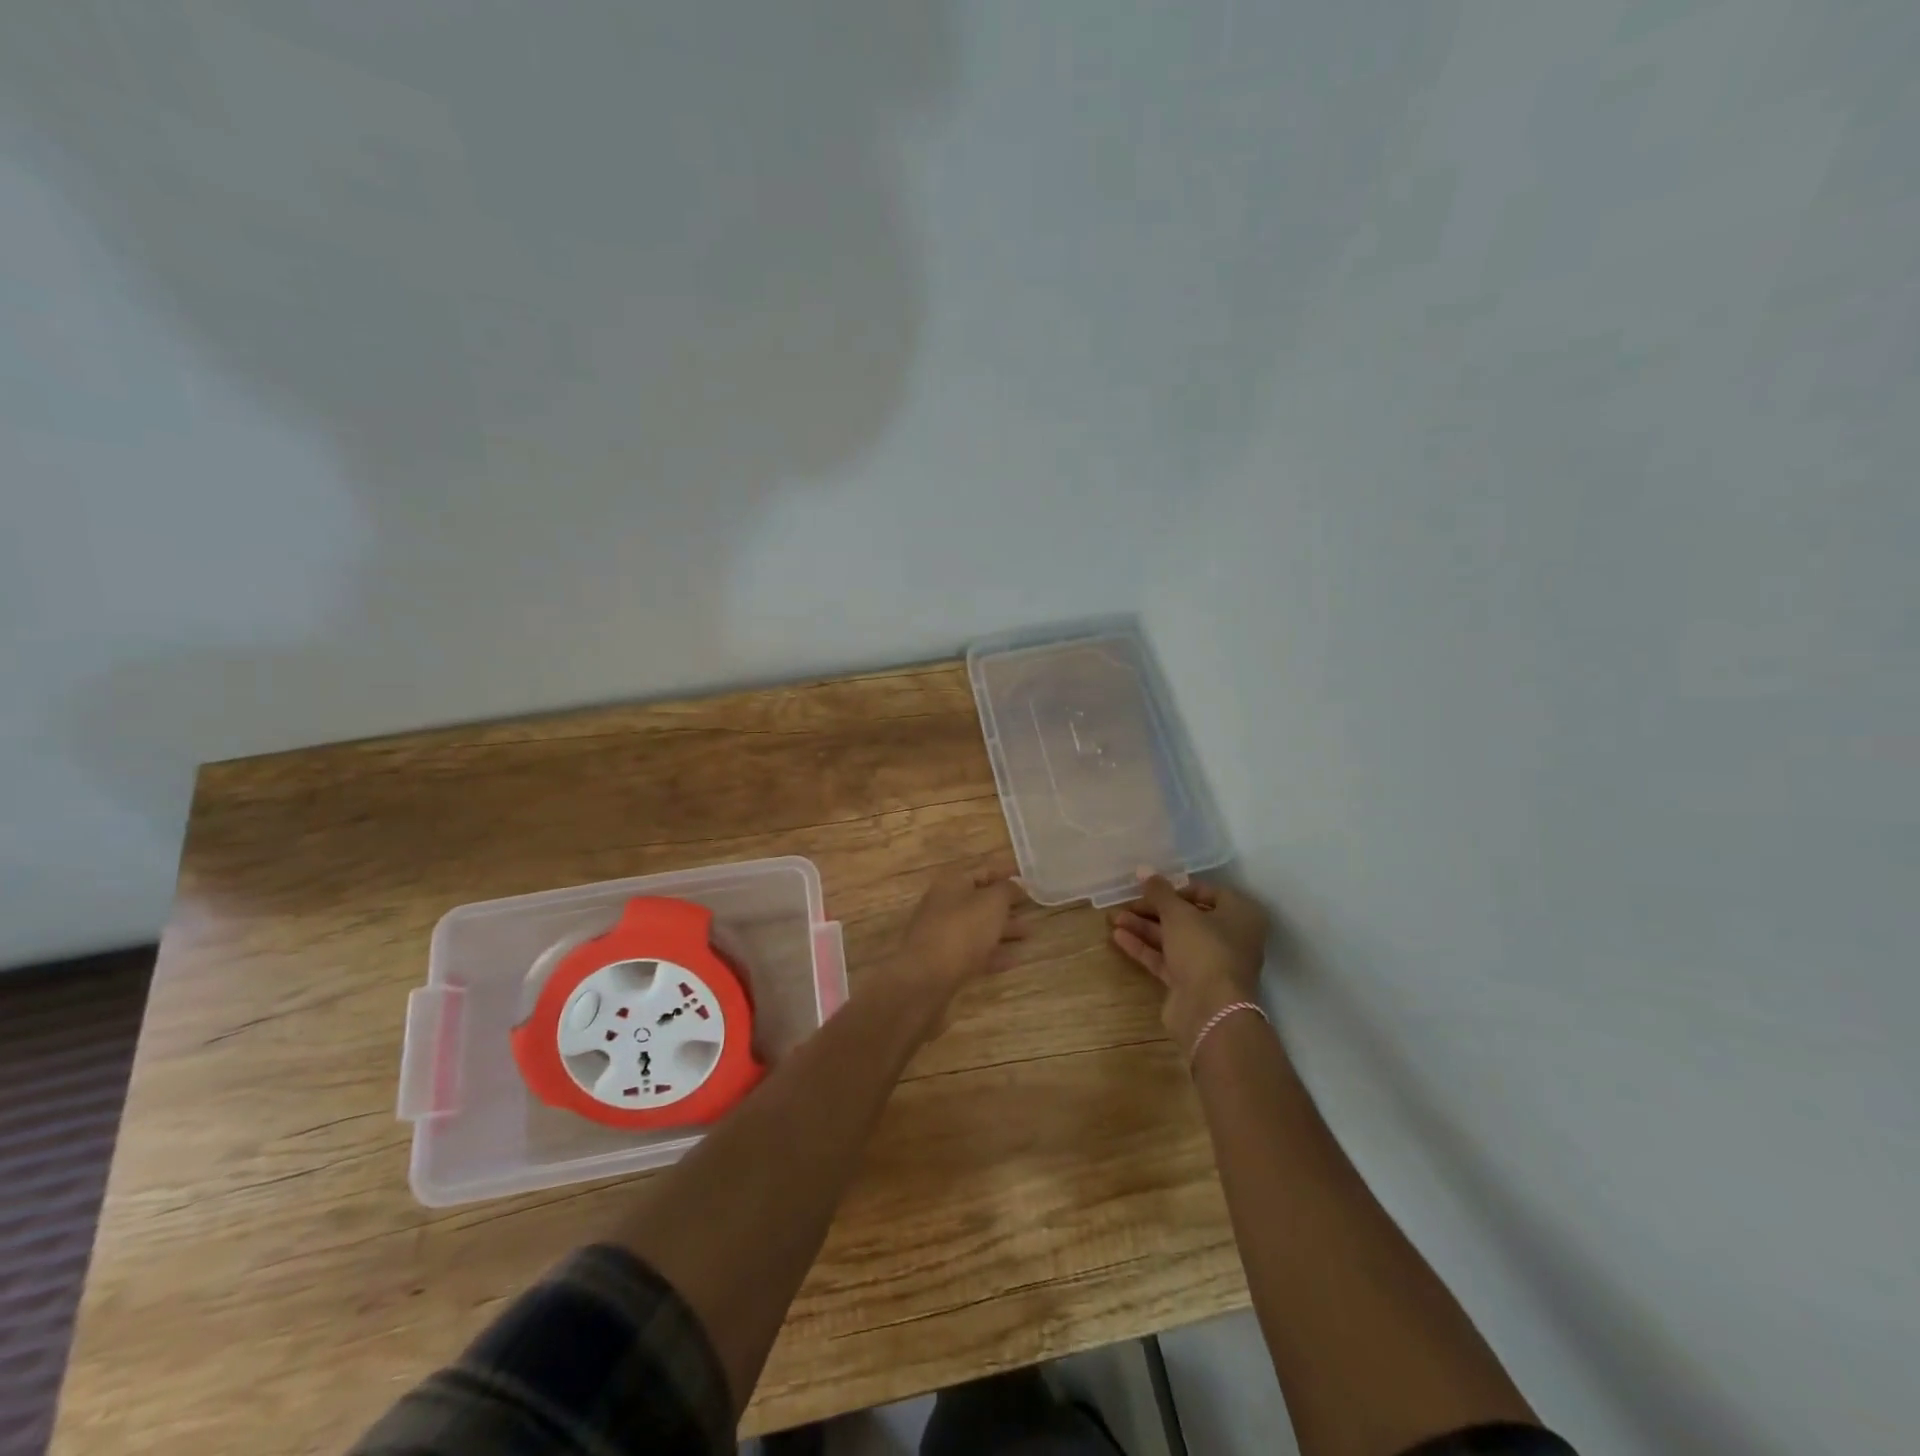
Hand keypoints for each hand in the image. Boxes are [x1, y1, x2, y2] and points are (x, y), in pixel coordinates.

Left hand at [894, 866, 1028, 1005]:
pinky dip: (994, 954)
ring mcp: (942, 935)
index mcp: (952, 884)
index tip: (1028, 878)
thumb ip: (1007, 890)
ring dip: (1003, 930)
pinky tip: (1015, 960)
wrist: (926, 979)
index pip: (983, 871)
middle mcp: (944, 905)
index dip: (1006, 873)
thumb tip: (1015, 886)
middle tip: (1033, 908)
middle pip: (980, 901)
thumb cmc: (962, 931)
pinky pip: (974, 953)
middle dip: (1007, 905)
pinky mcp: (944, 962)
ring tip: (1030, 934)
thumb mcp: (992, 903)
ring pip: (978, 927)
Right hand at [1109, 876, 1269, 1049]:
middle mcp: (1229, 937)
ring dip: (1144, 927)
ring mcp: (1210, 963)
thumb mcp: (1178, 914)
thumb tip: (1143, 869)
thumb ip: (1159, 891)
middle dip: (1154, 909)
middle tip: (1126, 903)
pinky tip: (1118, 937)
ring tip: (1113, 918)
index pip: (1208, 892)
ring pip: (1174, 939)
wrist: (1210, 1010)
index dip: (1178, 888)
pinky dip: (1145, 948)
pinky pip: (1166, 959)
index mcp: (1239, 914)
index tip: (1152, 888)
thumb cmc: (1204, 949)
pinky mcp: (1191, 983)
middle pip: (1187, 917)